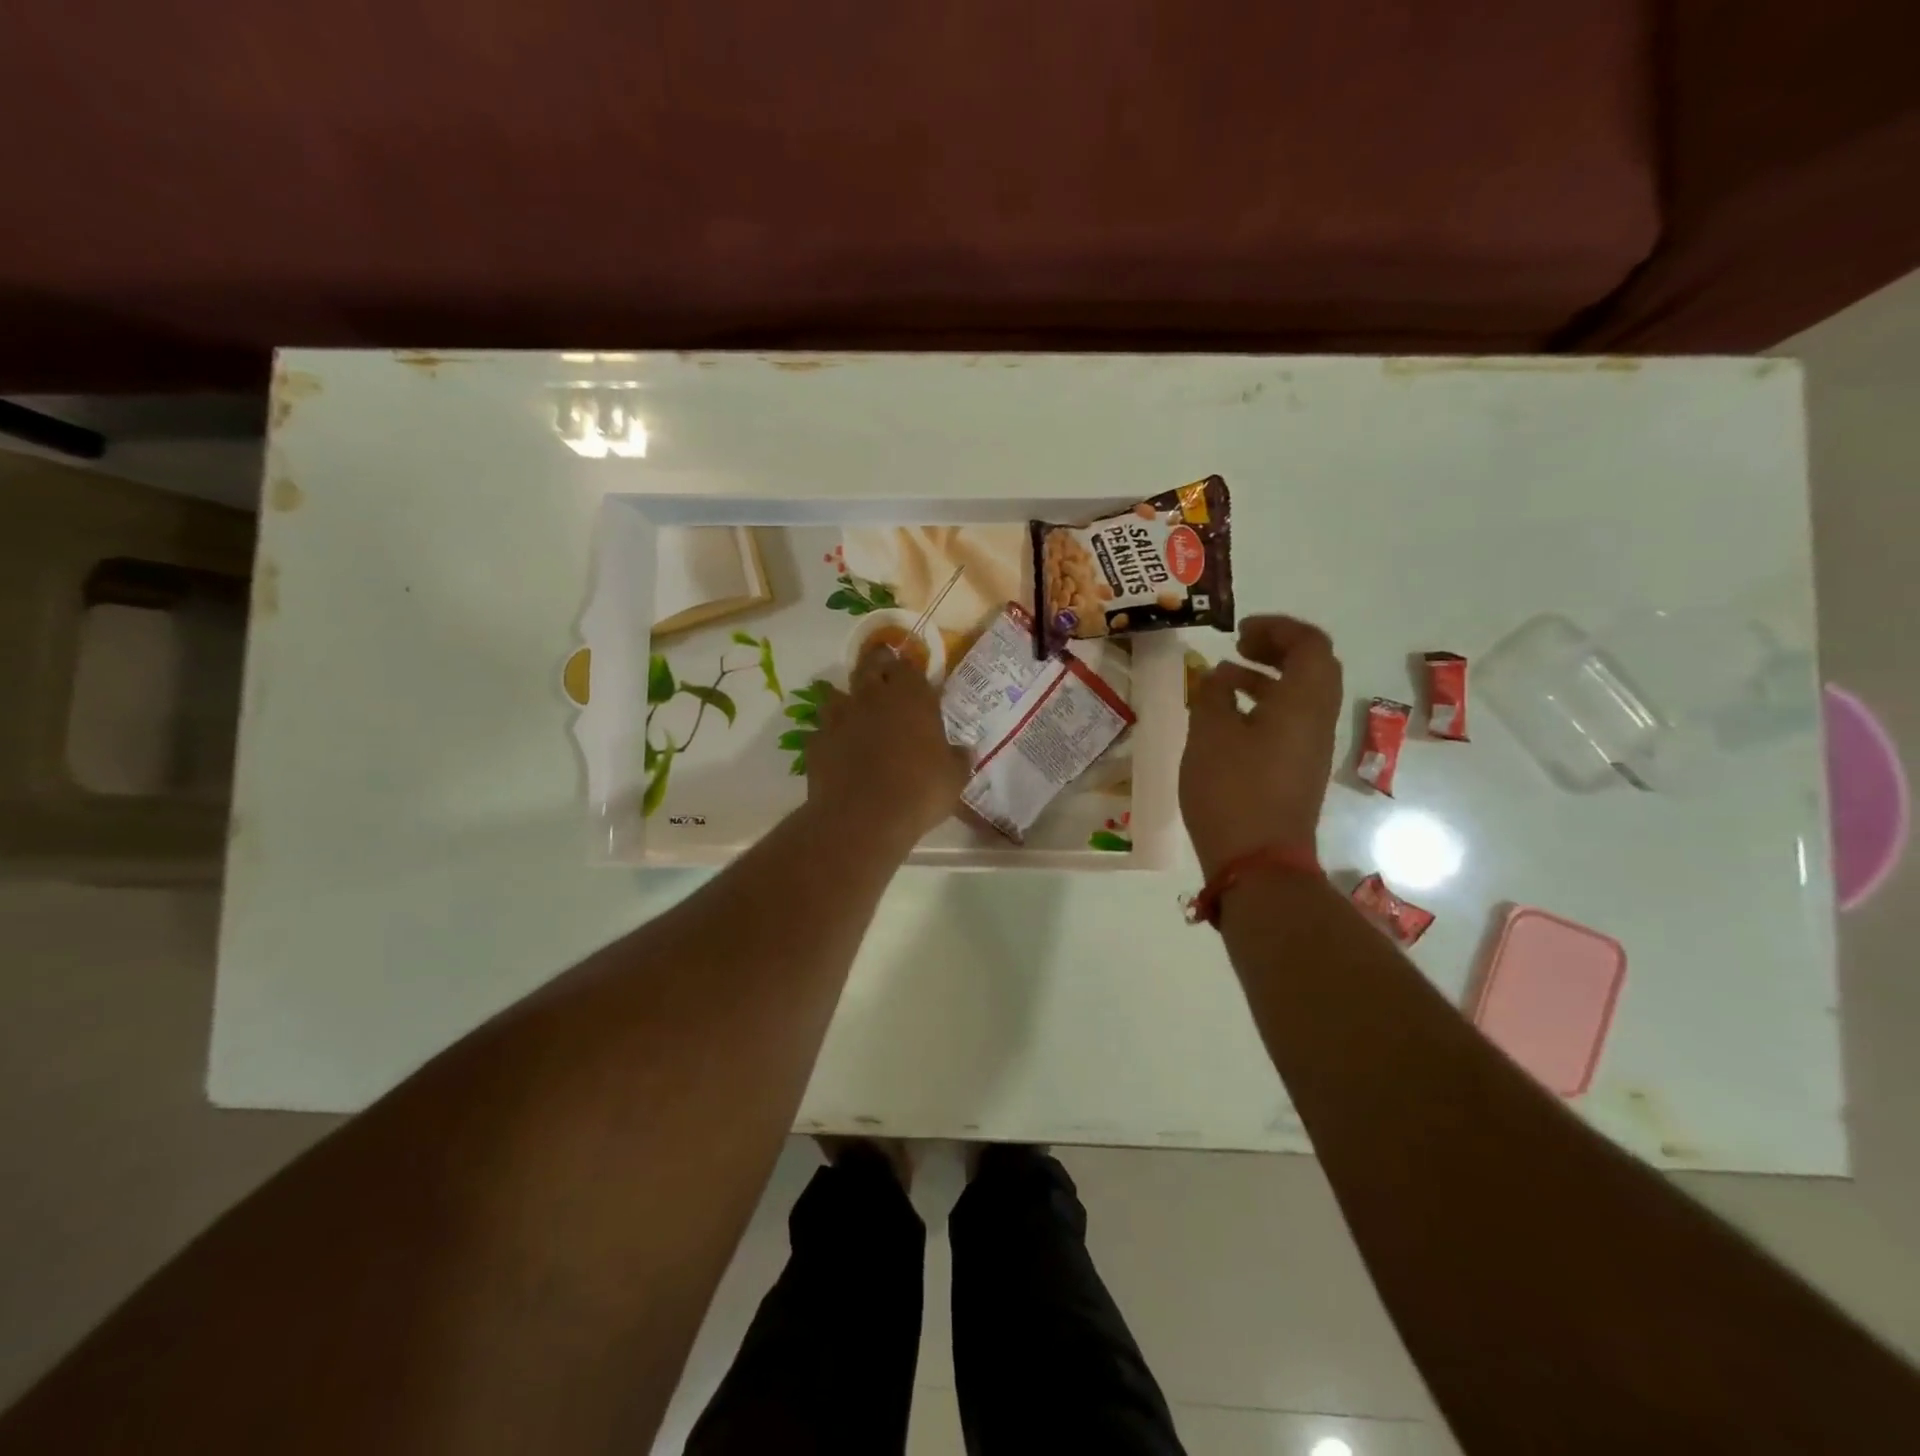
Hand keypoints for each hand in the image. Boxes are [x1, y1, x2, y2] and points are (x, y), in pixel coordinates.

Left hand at [807, 642, 971, 853]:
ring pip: (837, 693)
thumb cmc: (920, 791)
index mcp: (911, 697)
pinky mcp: (816, 742)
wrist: (863, 818)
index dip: (909, 670)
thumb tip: (963, 750)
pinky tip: (838, 749)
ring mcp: (840, 717)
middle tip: (883, 675)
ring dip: (847, 699)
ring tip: (856, 713)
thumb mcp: (954, 778)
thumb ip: (958, 758)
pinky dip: (830, 735)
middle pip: (871, 667)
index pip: (908, 667)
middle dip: (877, 667)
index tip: (913, 678)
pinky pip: (822, 730)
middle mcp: (873, 697)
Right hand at [1181, 615, 1342, 877]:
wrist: (1258, 862)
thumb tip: (1219, 677)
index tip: (1238, 632)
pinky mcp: (1297, 772)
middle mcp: (1317, 720)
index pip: (1310, 644)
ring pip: (1301, 696)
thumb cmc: (1232, 790)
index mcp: (1303, 702)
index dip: (1277, 628)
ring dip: (1267, 678)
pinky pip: (1290, 722)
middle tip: (1238, 648)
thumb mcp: (1210, 734)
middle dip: (1276, 648)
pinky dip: (1264, 707)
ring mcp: (1311, 749)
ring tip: (1224, 680)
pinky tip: (1228, 721)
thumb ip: (1213, 695)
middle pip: (1313, 667)